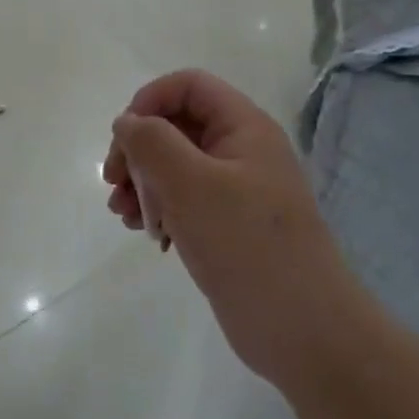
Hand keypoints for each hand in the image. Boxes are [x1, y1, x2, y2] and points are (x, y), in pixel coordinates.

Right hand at [103, 70, 355, 394]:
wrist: (305, 332)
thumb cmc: (246, 245)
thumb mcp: (190, 184)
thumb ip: (152, 142)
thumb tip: (127, 122)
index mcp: (244, 127)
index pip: (188, 85)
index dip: (149, 101)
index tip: (124, 139)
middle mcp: (241, 150)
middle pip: (177, 124)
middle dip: (138, 148)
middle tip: (113, 182)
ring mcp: (237, 190)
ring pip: (176, 164)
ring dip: (142, 181)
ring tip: (123, 214)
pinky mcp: (229, 225)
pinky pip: (185, 199)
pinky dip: (159, 208)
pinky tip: (147, 233)